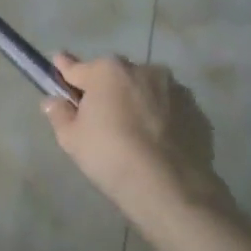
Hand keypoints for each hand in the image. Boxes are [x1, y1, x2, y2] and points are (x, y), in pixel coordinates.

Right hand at [42, 52, 225, 215]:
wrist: (170, 186)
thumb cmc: (110, 155)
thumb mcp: (71, 138)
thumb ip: (59, 114)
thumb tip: (53, 101)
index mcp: (108, 72)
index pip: (77, 68)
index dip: (64, 69)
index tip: (58, 64)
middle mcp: (143, 70)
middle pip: (114, 76)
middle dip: (105, 89)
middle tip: (98, 117)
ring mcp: (175, 89)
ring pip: (145, 90)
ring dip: (135, 102)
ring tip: (131, 133)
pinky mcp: (197, 111)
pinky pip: (168, 109)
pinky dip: (159, 118)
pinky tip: (155, 143)